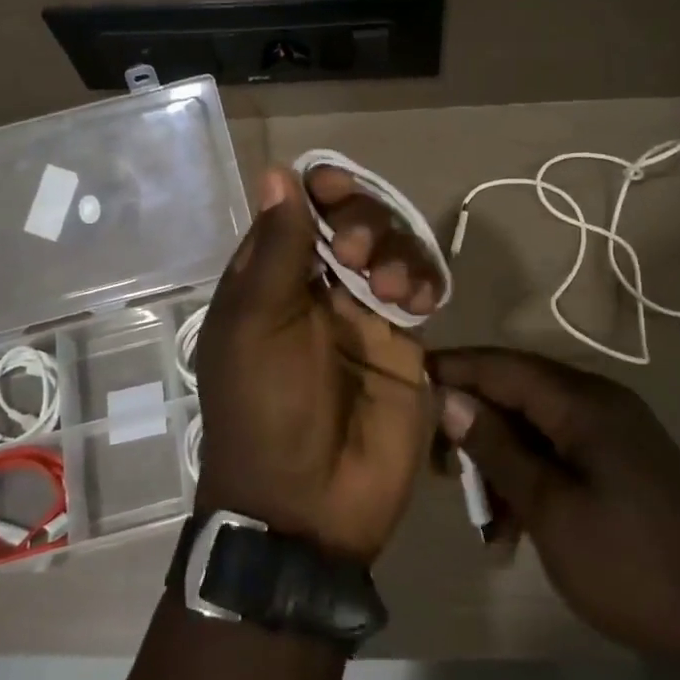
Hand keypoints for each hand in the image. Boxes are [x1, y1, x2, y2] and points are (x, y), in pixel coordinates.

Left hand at [194, 165, 442, 562]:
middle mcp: (317, 286)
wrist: (308, 507)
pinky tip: (418, 302)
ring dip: (395, 250)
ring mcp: (362, 312)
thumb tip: (276, 172)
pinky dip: (423, 280)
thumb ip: (276, 249)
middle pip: (351, 218)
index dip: (319, 188)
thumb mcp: (256, 326)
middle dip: (361, 220)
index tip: (337, 186)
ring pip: (391, 246)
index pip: (299, 208)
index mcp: (271, 278)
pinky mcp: (403, 341)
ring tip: (389, 291)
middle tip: (356, 254)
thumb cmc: (265, 409)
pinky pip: (421, 287)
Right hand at [430, 348, 679, 672]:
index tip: (409, 377)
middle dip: (474, 426)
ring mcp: (616, 433)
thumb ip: (497, 447)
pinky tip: (515, 528)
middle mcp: (600, 402)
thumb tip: (449, 398)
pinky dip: (532, 480)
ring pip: (536, 428)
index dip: (455, 368)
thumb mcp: (549, 508)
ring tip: (481, 516)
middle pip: (518, 395)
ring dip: (502, 463)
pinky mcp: (623, 463)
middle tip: (438, 465)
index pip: (504, 366)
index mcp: (585, 402)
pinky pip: (561, 453)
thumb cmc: (629, 564)